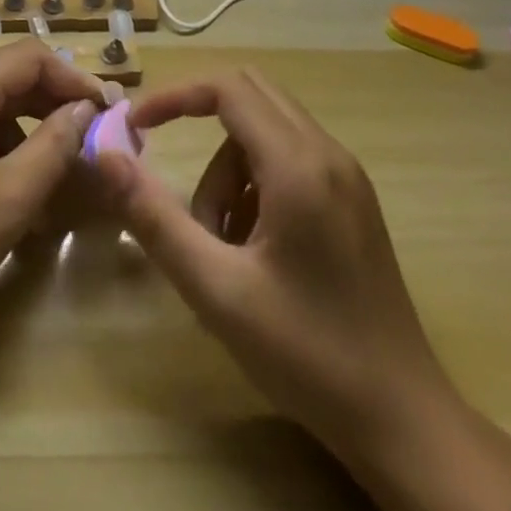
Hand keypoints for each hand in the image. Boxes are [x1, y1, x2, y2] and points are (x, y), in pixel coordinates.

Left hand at [0, 40, 105, 329]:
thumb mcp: (10, 198)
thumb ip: (54, 146)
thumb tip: (83, 109)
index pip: (30, 57)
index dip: (73, 79)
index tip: (106, 111)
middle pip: (8, 76)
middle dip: (53, 103)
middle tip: (91, 138)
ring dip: (28, 126)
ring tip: (59, 168)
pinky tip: (15, 186)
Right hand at [94, 70, 510, 510]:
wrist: (405, 421)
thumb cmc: (307, 354)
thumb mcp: (216, 289)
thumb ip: (154, 217)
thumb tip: (105, 157)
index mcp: (298, 166)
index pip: (227, 88)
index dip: (174, 96)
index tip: (136, 126)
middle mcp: (328, 154)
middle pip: (249, 93)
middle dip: (198, 120)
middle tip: (165, 162)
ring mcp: (346, 176)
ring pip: (265, 129)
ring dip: (226, 165)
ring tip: (218, 239)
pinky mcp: (352, 199)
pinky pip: (289, 156)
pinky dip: (254, 181)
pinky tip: (253, 246)